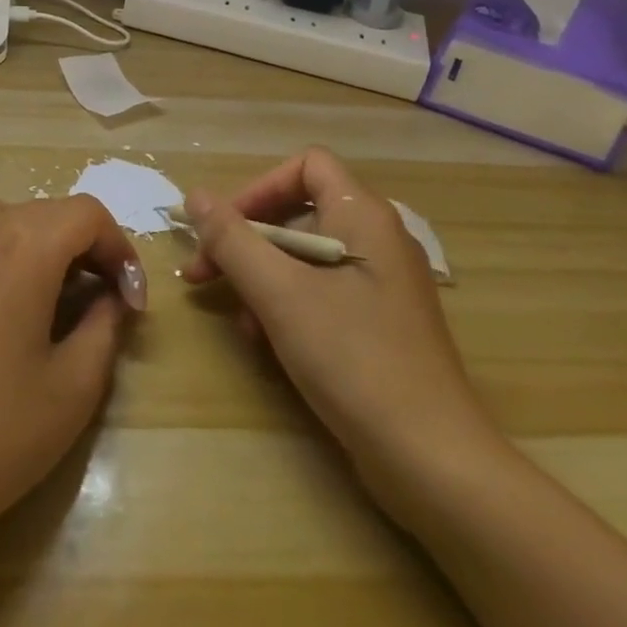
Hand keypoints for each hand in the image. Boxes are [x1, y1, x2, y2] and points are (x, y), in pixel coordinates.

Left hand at [0, 197, 142, 538]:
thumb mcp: (74, 386)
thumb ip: (105, 324)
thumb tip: (110, 297)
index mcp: (24, 244)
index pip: (89, 215)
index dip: (119, 251)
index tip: (129, 302)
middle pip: (46, 215)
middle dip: (82, 252)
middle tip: (97, 305)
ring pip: (2, 223)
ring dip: (34, 250)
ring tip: (42, 303)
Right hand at [181, 148, 501, 518]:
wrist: (431, 460)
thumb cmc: (352, 358)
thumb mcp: (278, 293)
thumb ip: (231, 239)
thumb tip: (195, 196)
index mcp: (363, 216)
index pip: (305, 166)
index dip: (258, 189)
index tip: (223, 229)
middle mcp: (377, 239)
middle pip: (299, 212)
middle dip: (246, 242)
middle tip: (205, 275)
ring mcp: (382, 284)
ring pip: (304, 257)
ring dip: (261, 279)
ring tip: (240, 322)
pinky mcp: (380, 324)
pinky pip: (321, 293)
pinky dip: (287, 307)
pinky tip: (268, 344)